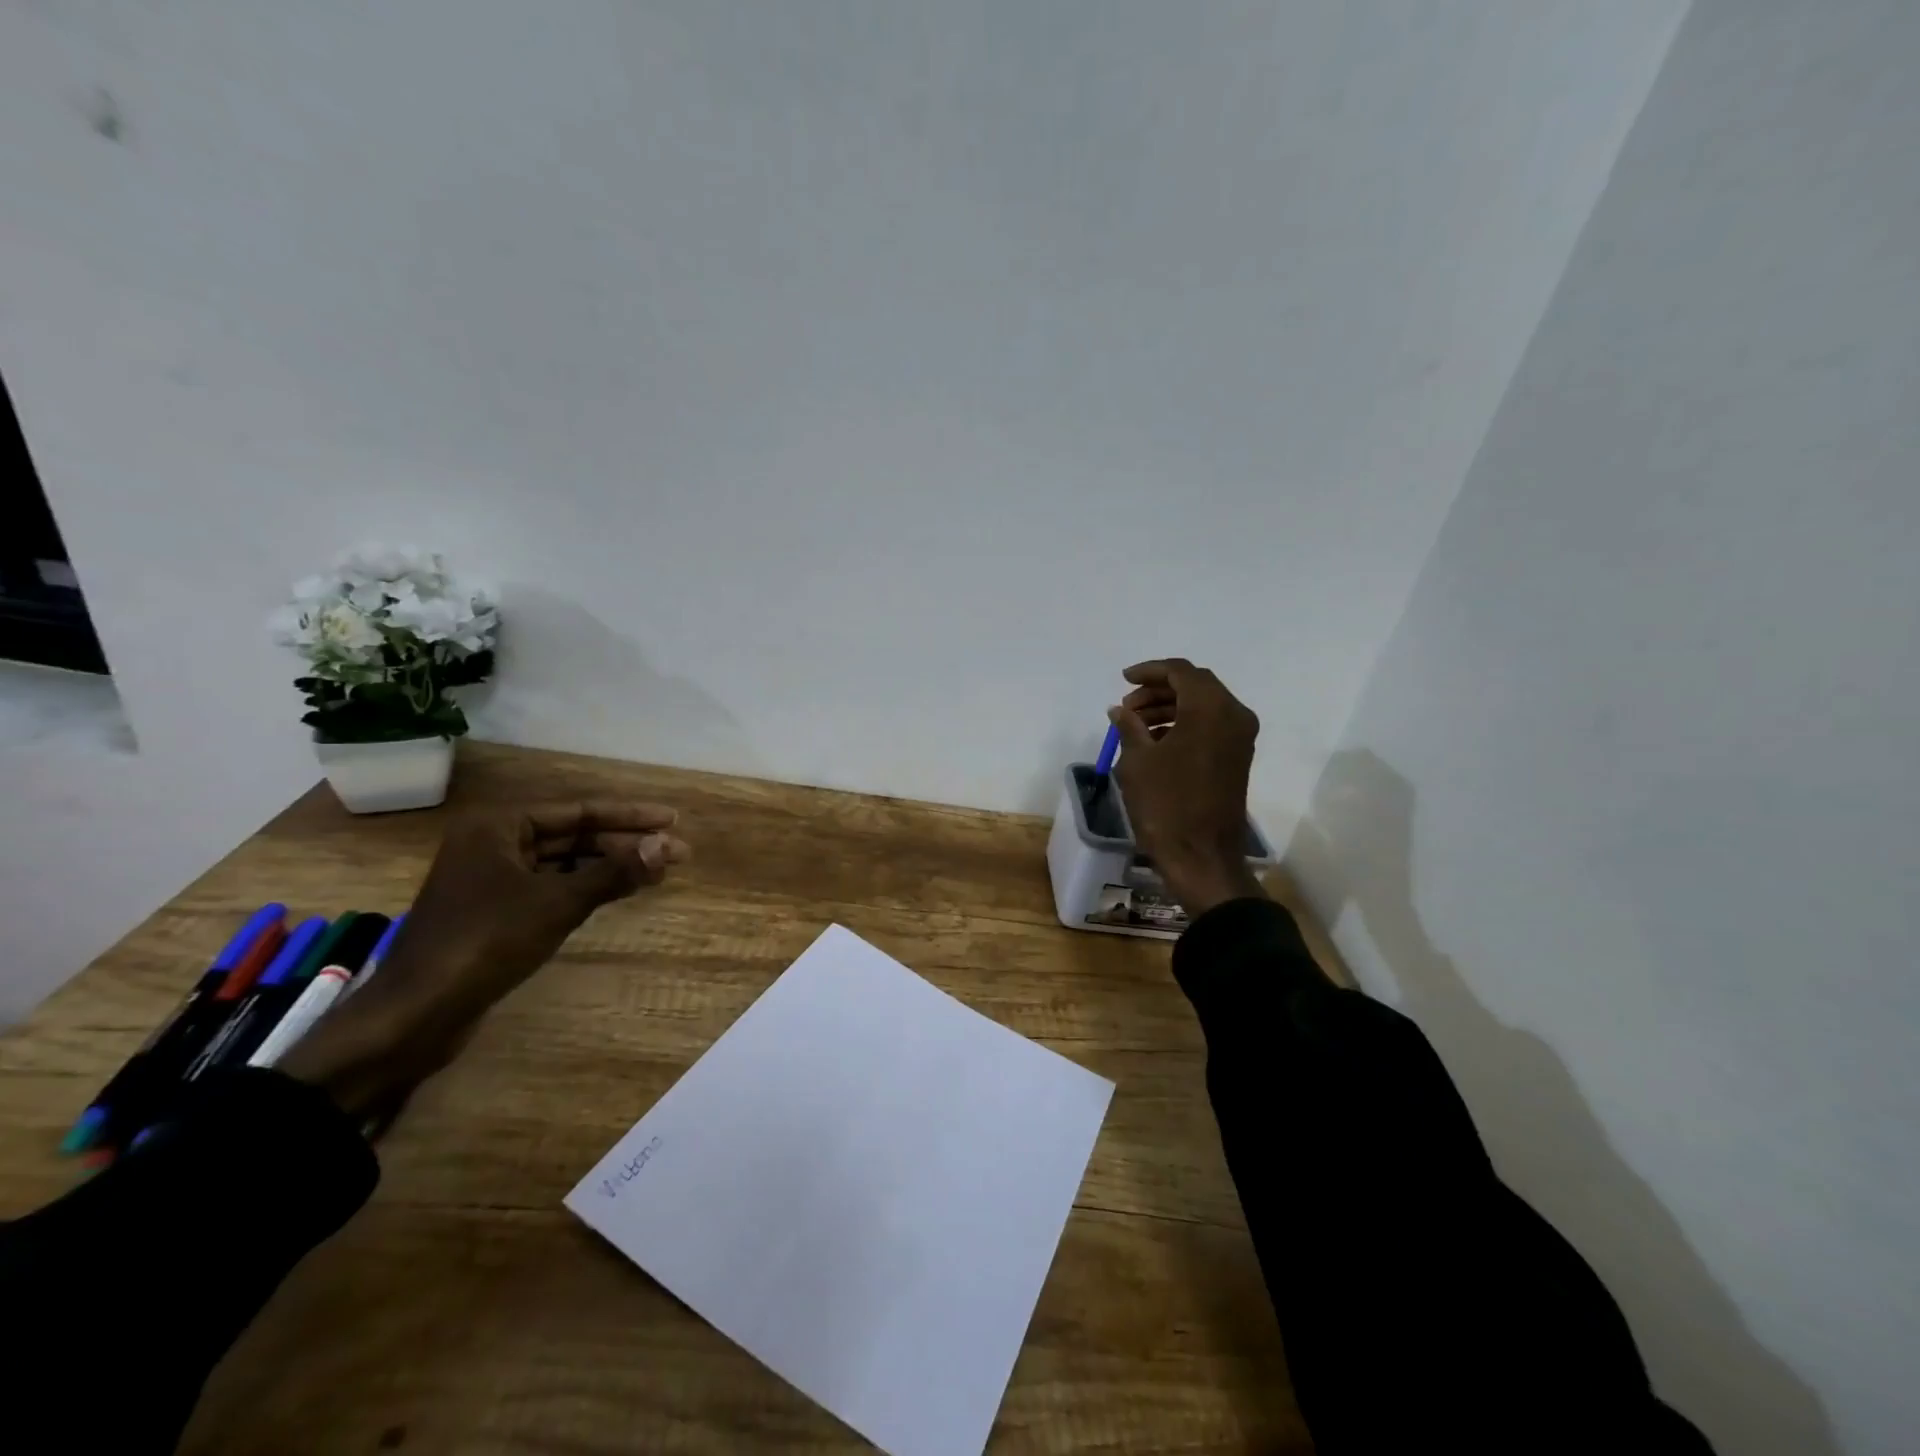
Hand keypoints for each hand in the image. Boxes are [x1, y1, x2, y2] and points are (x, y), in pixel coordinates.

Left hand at [278, 801, 690, 1116]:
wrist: (415, 1014)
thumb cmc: (485, 942)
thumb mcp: (558, 902)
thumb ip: (614, 871)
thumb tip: (667, 846)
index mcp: (499, 826)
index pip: (580, 811)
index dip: (631, 816)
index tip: (673, 819)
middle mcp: (494, 844)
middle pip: (575, 836)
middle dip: (626, 844)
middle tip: (676, 853)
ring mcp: (493, 879)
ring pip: (565, 863)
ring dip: (611, 867)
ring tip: (658, 872)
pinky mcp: (496, 912)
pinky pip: (552, 887)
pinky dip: (587, 888)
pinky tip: (620, 892)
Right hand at [1108, 658, 1266, 917]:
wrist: (1201, 857)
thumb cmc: (1165, 805)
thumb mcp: (1137, 761)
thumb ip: (1129, 726)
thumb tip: (1120, 710)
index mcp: (1210, 709)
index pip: (1181, 672)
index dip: (1149, 671)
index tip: (1123, 680)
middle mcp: (1233, 716)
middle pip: (1195, 686)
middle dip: (1159, 690)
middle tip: (1127, 705)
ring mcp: (1240, 738)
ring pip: (1203, 706)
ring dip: (1169, 707)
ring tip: (1134, 724)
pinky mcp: (1237, 758)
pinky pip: (1210, 726)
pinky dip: (1183, 724)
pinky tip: (1155, 740)